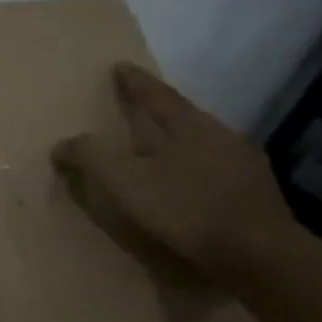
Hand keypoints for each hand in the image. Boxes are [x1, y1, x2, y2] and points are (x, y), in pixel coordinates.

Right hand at [52, 63, 301, 287]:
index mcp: (188, 126)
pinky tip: (190, 185)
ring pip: (204, 143)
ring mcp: (244, 164)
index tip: (119, 67)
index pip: (156, 95)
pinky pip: (219, 170)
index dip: (134, 82)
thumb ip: (91, 158)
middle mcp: (220, 135)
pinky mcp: (257, 193)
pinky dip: (198, 171)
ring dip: (181, 143)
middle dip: (160, 112)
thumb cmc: (186, 209)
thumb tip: (62, 144)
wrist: (260, 254)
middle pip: (184, 116)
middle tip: (139, 110)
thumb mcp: (125, 183)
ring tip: (161, 150)